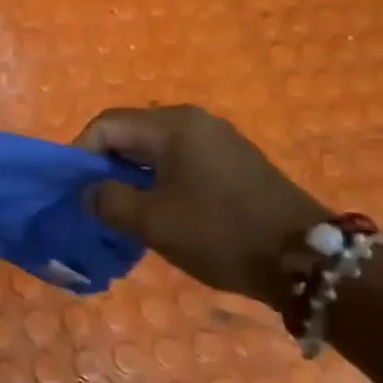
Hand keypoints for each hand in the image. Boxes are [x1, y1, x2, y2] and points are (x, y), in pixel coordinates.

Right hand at [76, 106, 328, 303]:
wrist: (309, 261)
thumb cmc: (221, 233)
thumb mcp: (152, 222)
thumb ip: (108, 201)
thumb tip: (90, 192)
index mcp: (172, 125)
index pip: (107, 124)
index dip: (81, 153)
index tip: (74, 188)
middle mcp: (194, 121)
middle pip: (130, 132)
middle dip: (105, 164)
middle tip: (95, 200)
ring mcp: (218, 139)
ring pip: (155, 148)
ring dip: (132, 174)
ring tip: (124, 208)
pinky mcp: (234, 160)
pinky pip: (180, 159)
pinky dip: (159, 178)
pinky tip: (160, 208)